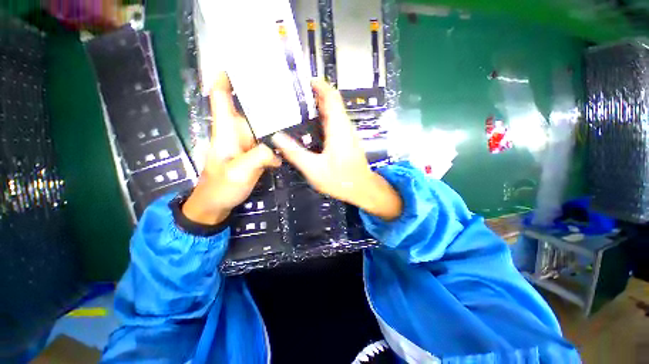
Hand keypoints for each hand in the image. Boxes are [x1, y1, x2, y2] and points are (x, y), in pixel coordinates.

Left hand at [182, 73, 280, 224]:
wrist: (217, 204)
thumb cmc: (221, 187)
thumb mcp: (239, 172)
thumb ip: (258, 157)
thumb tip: (276, 149)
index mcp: (226, 131)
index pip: (221, 97)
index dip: (226, 78)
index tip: (241, 65)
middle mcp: (238, 133)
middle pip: (249, 108)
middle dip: (263, 97)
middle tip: (286, 88)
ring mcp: (248, 145)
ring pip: (262, 125)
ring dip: (275, 119)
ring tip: (295, 111)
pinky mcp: (255, 155)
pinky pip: (268, 142)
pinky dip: (279, 138)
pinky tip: (292, 137)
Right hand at [271, 79, 401, 220]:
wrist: (362, 189)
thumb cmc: (341, 180)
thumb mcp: (314, 169)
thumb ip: (296, 153)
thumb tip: (277, 137)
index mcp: (338, 129)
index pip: (332, 98)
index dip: (321, 86)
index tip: (306, 80)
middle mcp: (344, 127)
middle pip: (332, 103)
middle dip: (315, 95)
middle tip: (294, 94)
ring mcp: (347, 134)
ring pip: (333, 113)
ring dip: (318, 107)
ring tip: (298, 107)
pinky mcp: (346, 141)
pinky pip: (334, 123)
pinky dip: (322, 119)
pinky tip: (310, 126)